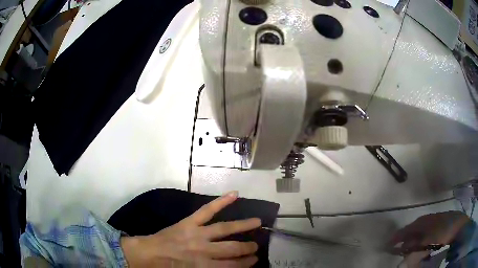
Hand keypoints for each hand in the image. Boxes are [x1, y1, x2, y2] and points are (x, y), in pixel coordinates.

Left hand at [121, 191, 261, 266]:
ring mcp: (197, 233)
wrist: (150, 254)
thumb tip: (229, 267)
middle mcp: (204, 250)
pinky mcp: (189, 222)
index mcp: (204, 266)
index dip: (246, 263)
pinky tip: (234, 194)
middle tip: (257, 246)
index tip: (255, 260)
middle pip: (232, 248)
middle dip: (247, 248)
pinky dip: (221, 202)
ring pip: (225, 229)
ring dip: (243, 226)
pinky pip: (207, 210)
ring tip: (257, 222)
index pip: (232, 266)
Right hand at [389, 211, 470, 267]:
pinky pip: (423, 234)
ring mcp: (431, 222)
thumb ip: (415, 244)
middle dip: (403, 240)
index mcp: (422, 221)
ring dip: (411, 242)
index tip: (387, 245)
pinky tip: (419, 245)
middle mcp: (425, 220)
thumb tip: (402, 249)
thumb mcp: (428, 239)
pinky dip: (419, 240)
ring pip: (417, 233)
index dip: (396, 237)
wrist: (457, 225)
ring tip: (407, 249)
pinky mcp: (435, 226)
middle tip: (395, 249)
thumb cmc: (442, 231)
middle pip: (411, 231)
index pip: (406, 230)